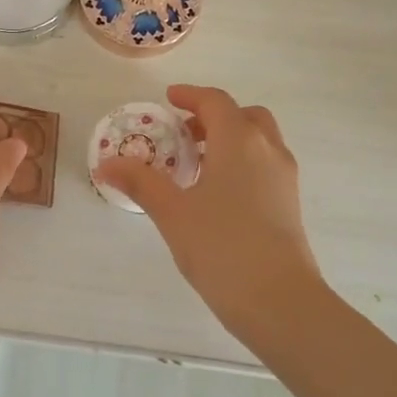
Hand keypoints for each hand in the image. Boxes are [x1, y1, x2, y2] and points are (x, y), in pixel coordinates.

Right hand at [94, 84, 326, 337]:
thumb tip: (106, 164)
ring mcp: (284, 177)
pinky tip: (219, 193)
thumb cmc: (221, 247)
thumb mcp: (172, 212)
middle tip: (185, 133)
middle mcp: (267, 150)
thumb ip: (140, 182)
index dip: (191, 96)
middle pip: (244, 116)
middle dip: (214, 117)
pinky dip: (243, 161)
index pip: (216, 102)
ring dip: (231, 139)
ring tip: (198, 164)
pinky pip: (266, 165)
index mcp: (239, 141)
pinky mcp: (290, 203)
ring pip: (259, 141)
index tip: (169, 99)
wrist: (280, 300)